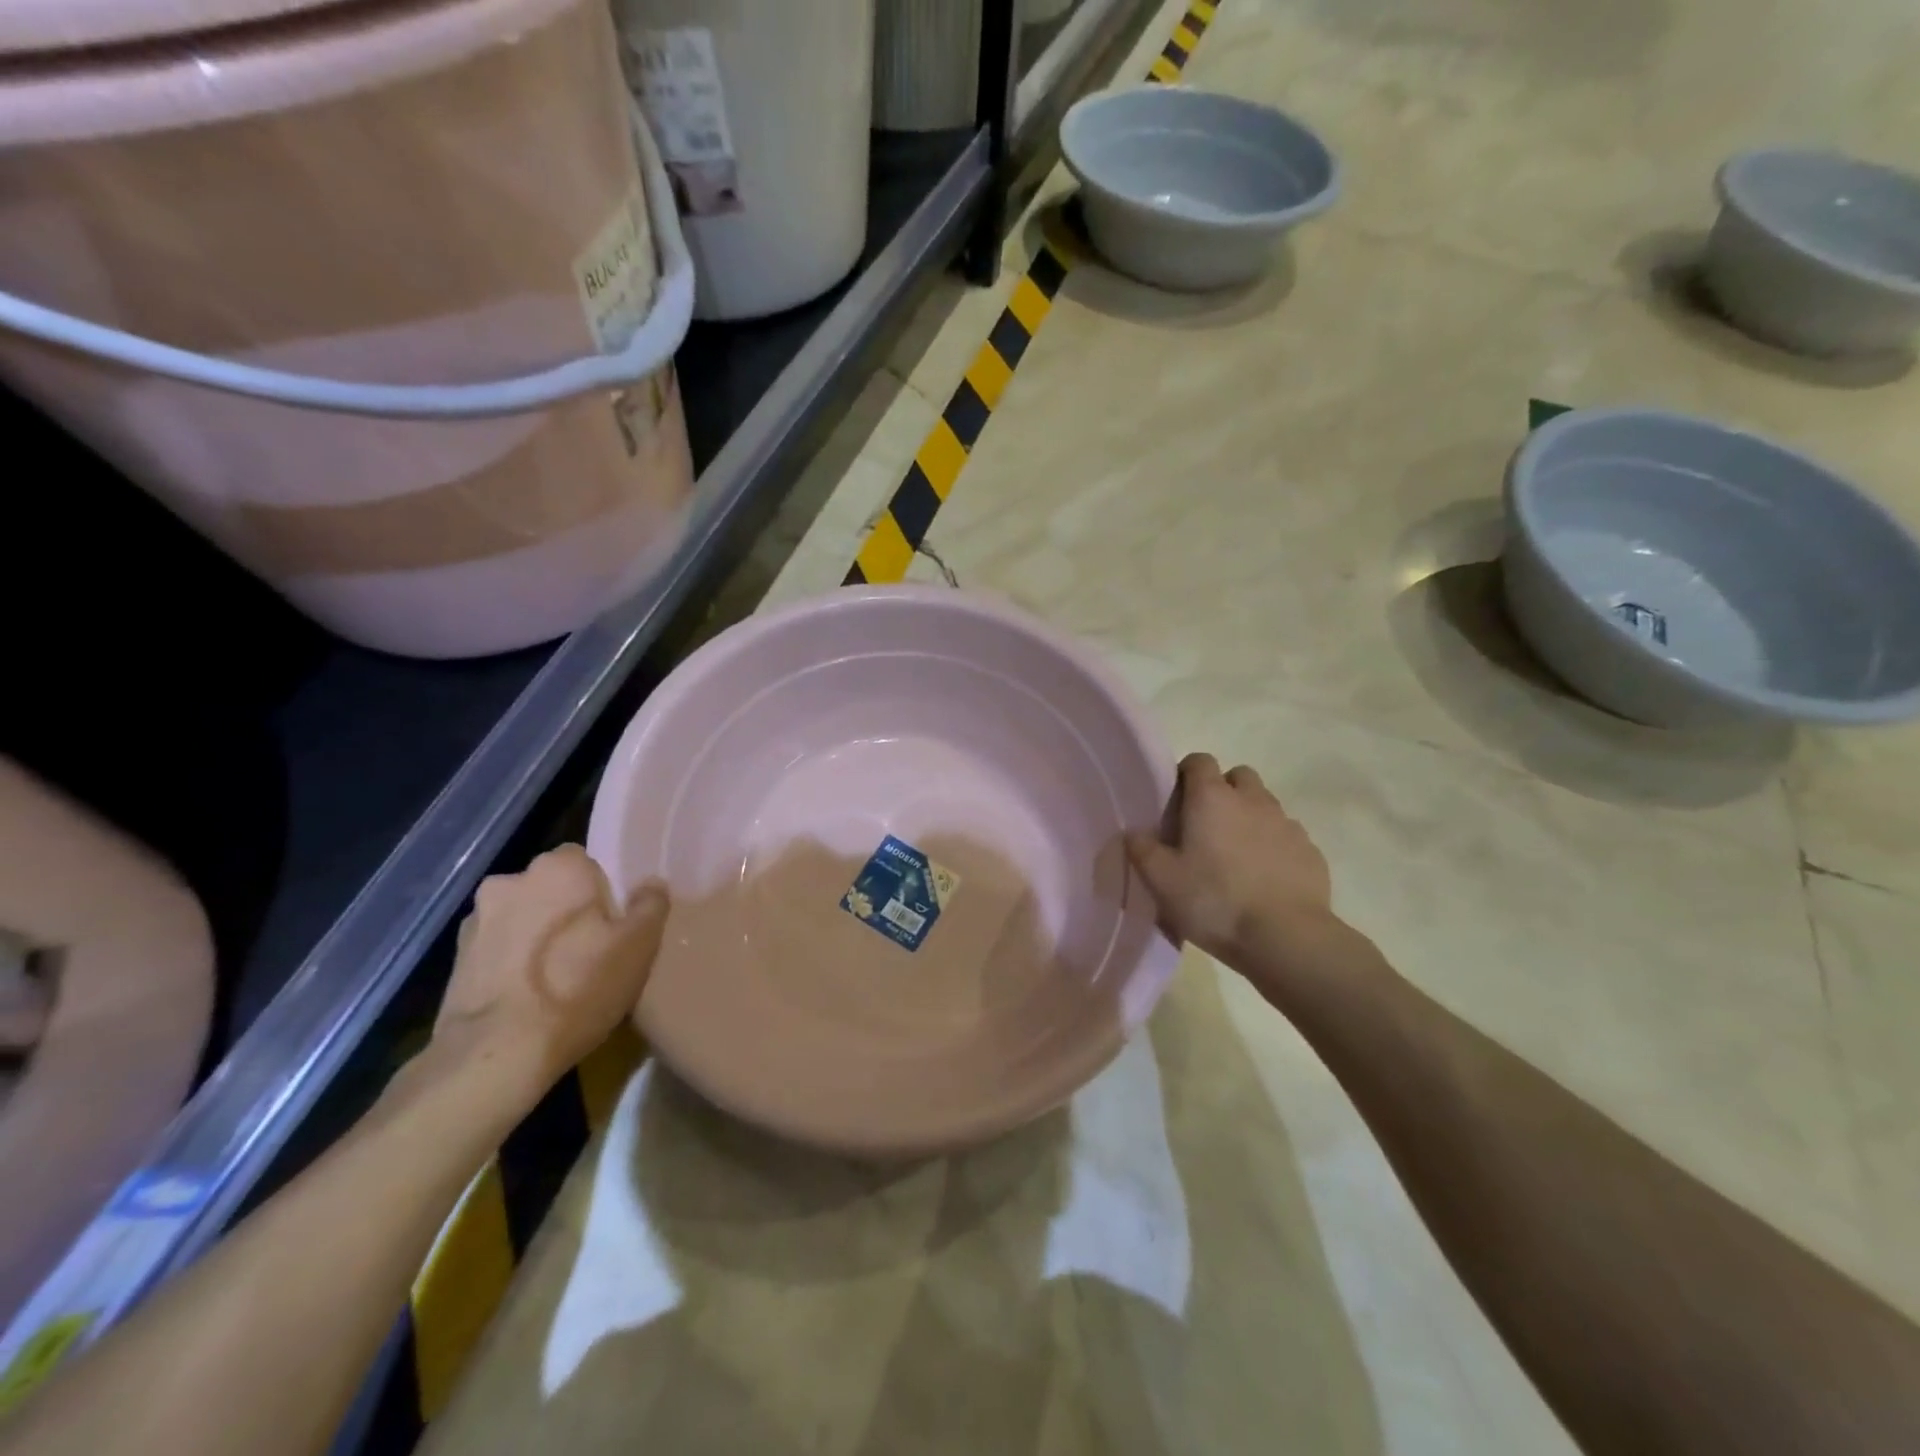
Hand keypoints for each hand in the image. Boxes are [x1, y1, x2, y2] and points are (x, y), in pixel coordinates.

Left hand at [434, 845, 668, 1087]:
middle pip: (551, 887)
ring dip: (535, 934)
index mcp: (559, 868)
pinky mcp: (455, 959)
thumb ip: (651, 904)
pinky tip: (527, 995)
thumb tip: (651, 884)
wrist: (496, 1055)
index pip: (586, 861)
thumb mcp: (639, 946)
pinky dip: (511, 962)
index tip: (613, 922)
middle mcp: (512, 881)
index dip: (602, 890)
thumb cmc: (579, 988)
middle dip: (566, 909)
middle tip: (589, 949)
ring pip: (521, 916)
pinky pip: (497, 948)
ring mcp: (476, 920)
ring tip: (555, 977)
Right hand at [1126, 753, 1337, 967]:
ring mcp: (1287, 823)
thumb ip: (1142, 850)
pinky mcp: (1310, 851)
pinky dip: (1274, 846)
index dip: (1186, 774)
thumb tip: (1134, 833)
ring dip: (1249, 819)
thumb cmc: (1214, 901)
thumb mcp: (1162, 881)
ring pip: (1264, 805)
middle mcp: (1252, 799)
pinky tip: (1264, 878)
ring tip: (1235, 856)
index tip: (1176, 801)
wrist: (1286, 938)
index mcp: (1212, 797)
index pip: (1199, 760)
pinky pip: (1286, 836)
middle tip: (1206, 826)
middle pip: (1238, 777)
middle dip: (1223, 791)